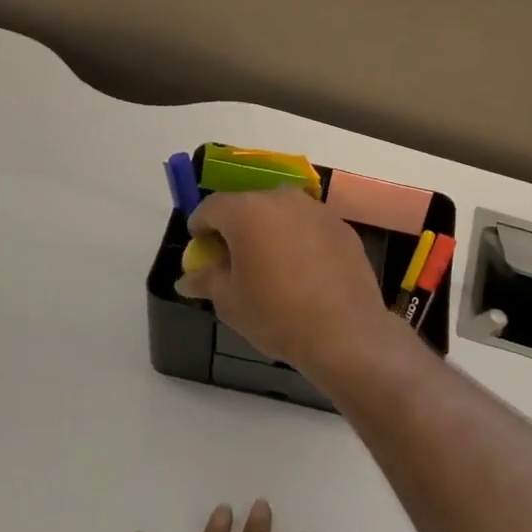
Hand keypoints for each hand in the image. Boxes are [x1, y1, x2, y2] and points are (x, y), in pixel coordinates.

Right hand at [175, 190, 398, 372]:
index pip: (211, 207)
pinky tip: (302, 272)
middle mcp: (282, 199)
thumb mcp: (229, 302)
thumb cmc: (276, 314)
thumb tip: (186, 279)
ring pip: (282, 214)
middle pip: (248, 205)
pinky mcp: (343, 227)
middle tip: (233, 259)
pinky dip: (299, 240)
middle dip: (236, 227)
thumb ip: (206, 281)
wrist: (344, 332)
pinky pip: (309, 227)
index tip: (200, 249)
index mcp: (247, 211)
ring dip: (270, 231)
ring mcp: (317, 210)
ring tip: (269, 265)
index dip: (200, 227)